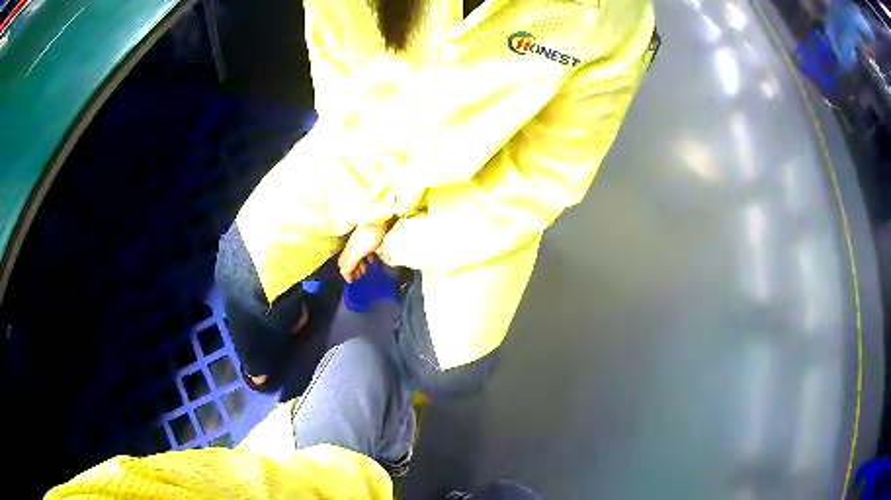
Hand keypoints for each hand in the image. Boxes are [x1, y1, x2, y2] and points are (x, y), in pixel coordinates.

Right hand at [339, 223, 387, 282]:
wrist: (379, 217)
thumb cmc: (370, 233)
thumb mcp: (358, 251)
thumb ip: (351, 263)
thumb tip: (344, 272)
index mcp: (349, 249)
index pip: (343, 264)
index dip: (346, 274)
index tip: (351, 281)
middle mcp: (353, 245)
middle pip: (348, 260)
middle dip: (352, 270)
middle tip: (357, 277)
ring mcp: (361, 240)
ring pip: (357, 255)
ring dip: (359, 264)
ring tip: (364, 270)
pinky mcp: (369, 236)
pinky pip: (366, 249)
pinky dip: (366, 257)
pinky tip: (372, 259)